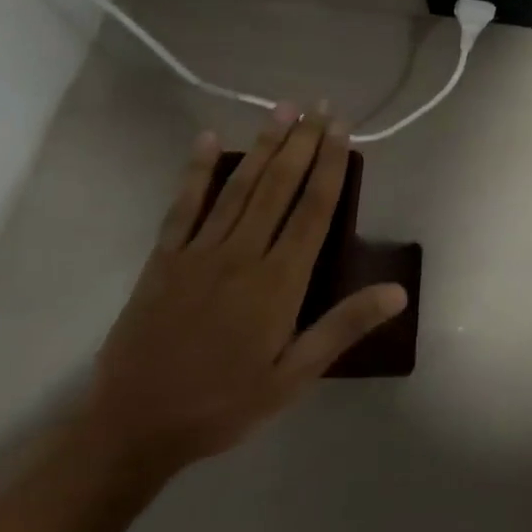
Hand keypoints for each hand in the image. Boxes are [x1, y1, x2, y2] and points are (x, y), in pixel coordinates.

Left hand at [79, 107, 407, 478]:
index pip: (313, 209)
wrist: (134, 426)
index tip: (341, 129)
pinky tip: (206, 139)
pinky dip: (195, 171)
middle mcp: (242, 254)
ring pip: (239, 186)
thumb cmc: (224, 403)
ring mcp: (199, 252)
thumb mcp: (294, 376)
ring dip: (263, 145)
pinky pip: (183, 206)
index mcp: (278, 281)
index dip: (329, 164)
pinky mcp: (164, 259)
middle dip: (302, 142)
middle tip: (319, 105)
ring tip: (282, 109)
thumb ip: (343, 327)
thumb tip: (398, 290)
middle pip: (278, 186)